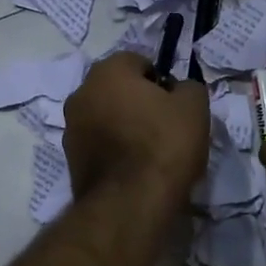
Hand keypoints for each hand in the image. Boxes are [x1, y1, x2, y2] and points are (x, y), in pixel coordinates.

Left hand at [63, 52, 209, 213]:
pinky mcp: (70, 160)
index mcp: (107, 72)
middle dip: (138, 102)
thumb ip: (189, 88)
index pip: (138, 62)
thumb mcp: (194, 107)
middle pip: (117, 90)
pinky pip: (99, 144)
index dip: (160, 81)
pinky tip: (135, 169)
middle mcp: (81, 93)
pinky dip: (114, 150)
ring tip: (150, 152)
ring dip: (124, 126)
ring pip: (105, 117)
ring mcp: (71, 128)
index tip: (175, 104)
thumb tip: (179, 90)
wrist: (131, 203)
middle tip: (165, 126)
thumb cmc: (164, 144)